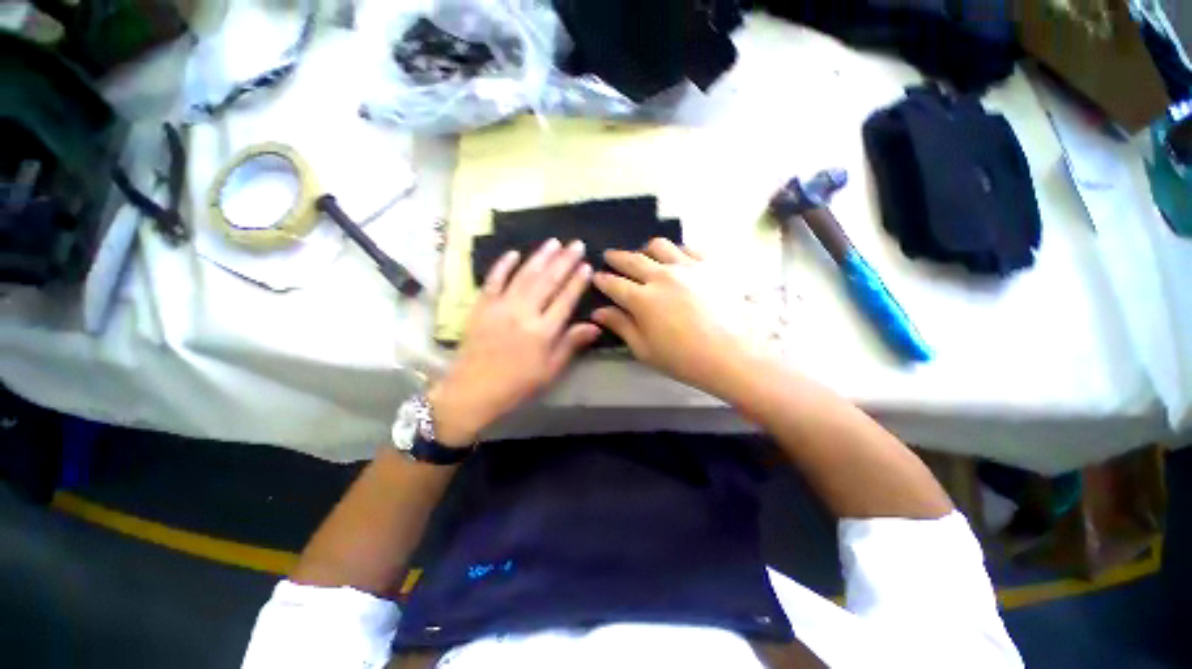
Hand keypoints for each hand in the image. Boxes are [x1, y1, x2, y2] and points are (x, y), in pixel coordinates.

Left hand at [430, 239, 599, 445]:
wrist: (473, 390)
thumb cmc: (517, 384)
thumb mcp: (550, 370)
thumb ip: (571, 344)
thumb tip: (595, 326)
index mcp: (543, 331)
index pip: (565, 299)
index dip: (577, 281)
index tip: (587, 266)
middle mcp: (524, 313)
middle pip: (548, 281)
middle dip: (564, 261)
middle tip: (576, 244)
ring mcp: (501, 306)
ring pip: (524, 275)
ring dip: (540, 257)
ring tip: (554, 242)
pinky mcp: (482, 306)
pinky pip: (493, 280)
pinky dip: (503, 265)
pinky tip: (514, 253)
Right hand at [591, 239, 758, 397]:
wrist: (733, 355)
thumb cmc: (684, 359)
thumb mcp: (644, 349)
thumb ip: (621, 326)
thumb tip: (598, 312)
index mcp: (642, 299)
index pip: (614, 284)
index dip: (602, 280)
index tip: (597, 277)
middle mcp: (661, 276)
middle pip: (632, 259)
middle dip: (616, 257)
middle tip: (609, 256)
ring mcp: (687, 267)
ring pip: (659, 246)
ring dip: (645, 249)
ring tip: (643, 255)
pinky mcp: (710, 265)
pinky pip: (688, 248)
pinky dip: (676, 250)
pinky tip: (676, 257)